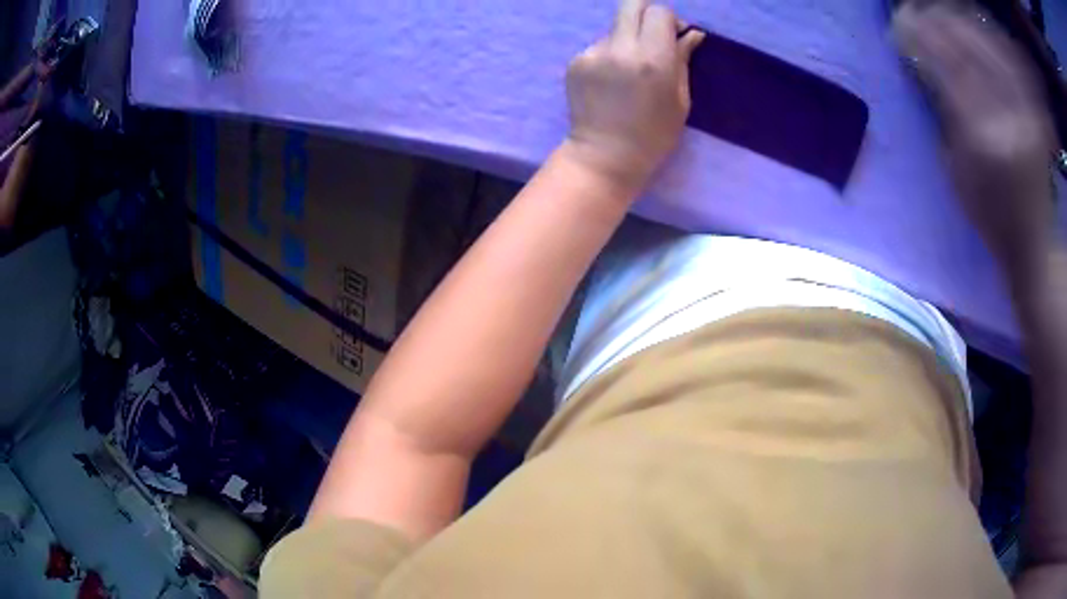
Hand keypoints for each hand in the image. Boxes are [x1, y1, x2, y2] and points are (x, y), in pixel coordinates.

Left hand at [563, 0, 704, 194]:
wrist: (605, 157)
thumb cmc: (653, 135)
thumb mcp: (680, 100)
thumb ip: (683, 59)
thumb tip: (692, 33)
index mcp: (653, 58)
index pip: (659, 12)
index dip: (669, 19)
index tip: (674, 34)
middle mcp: (620, 48)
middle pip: (631, 4)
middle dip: (647, 13)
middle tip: (654, 35)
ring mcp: (593, 53)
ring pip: (616, 28)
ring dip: (628, 39)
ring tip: (630, 72)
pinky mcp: (575, 61)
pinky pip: (599, 46)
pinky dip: (610, 55)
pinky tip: (612, 82)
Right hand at [894, 4, 1055, 269]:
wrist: (1032, 247)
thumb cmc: (991, 218)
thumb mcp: (958, 173)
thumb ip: (947, 115)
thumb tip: (930, 65)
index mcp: (984, 140)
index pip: (949, 69)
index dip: (924, 38)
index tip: (902, 20)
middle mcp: (1009, 120)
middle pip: (972, 51)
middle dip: (943, 22)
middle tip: (921, 10)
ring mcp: (1026, 116)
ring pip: (994, 50)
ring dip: (968, 23)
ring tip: (946, 11)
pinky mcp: (1035, 116)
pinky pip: (1014, 66)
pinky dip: (995, 39)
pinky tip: (980, 23)